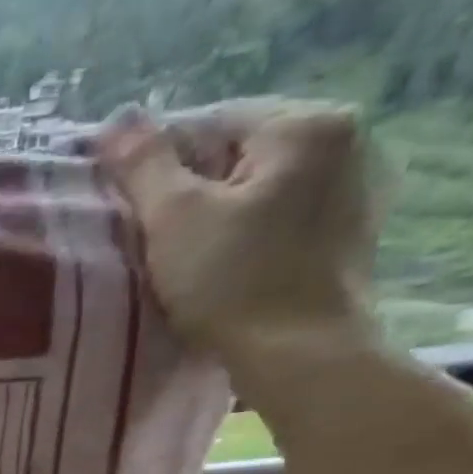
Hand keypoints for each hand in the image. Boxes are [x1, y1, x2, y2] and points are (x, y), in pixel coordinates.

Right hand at [99, 101, 382, 370]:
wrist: (300, 354)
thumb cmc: (232, 282)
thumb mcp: (173, 219)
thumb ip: (143, 165)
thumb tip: (116, 118)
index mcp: (306, 124)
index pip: (209, 122)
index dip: (158, 164)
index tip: (129, 209)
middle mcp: (346, 139)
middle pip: (237, 153)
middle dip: (190, 189)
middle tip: (153, 238)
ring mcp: (356, 186)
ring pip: (259, 186)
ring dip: (218, 213)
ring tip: (184, 257)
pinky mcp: (351, 231)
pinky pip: (281, 215)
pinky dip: (248, 233)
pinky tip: (225, 268)